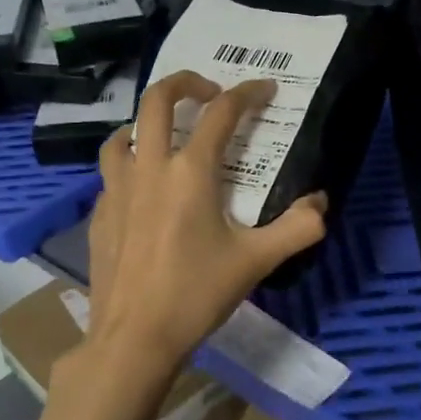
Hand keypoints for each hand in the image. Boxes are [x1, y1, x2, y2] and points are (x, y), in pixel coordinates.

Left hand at [83, 71, 327, 373]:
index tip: (265, 89)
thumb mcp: (256, 262)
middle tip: (208, 91)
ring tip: (164, 134)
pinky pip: (110, 174)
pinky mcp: (99, 215)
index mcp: (190, 173)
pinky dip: (128, 166)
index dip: (247, 93)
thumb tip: (321, 204)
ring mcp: (116, 190)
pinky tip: (141, 190)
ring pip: (122, 134)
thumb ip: (297, 229)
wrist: (135, 337)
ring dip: (145, 122)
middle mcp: (148, 169)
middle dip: (184, 82)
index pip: (221, 114)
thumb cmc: (196, 295)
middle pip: (156, 101)